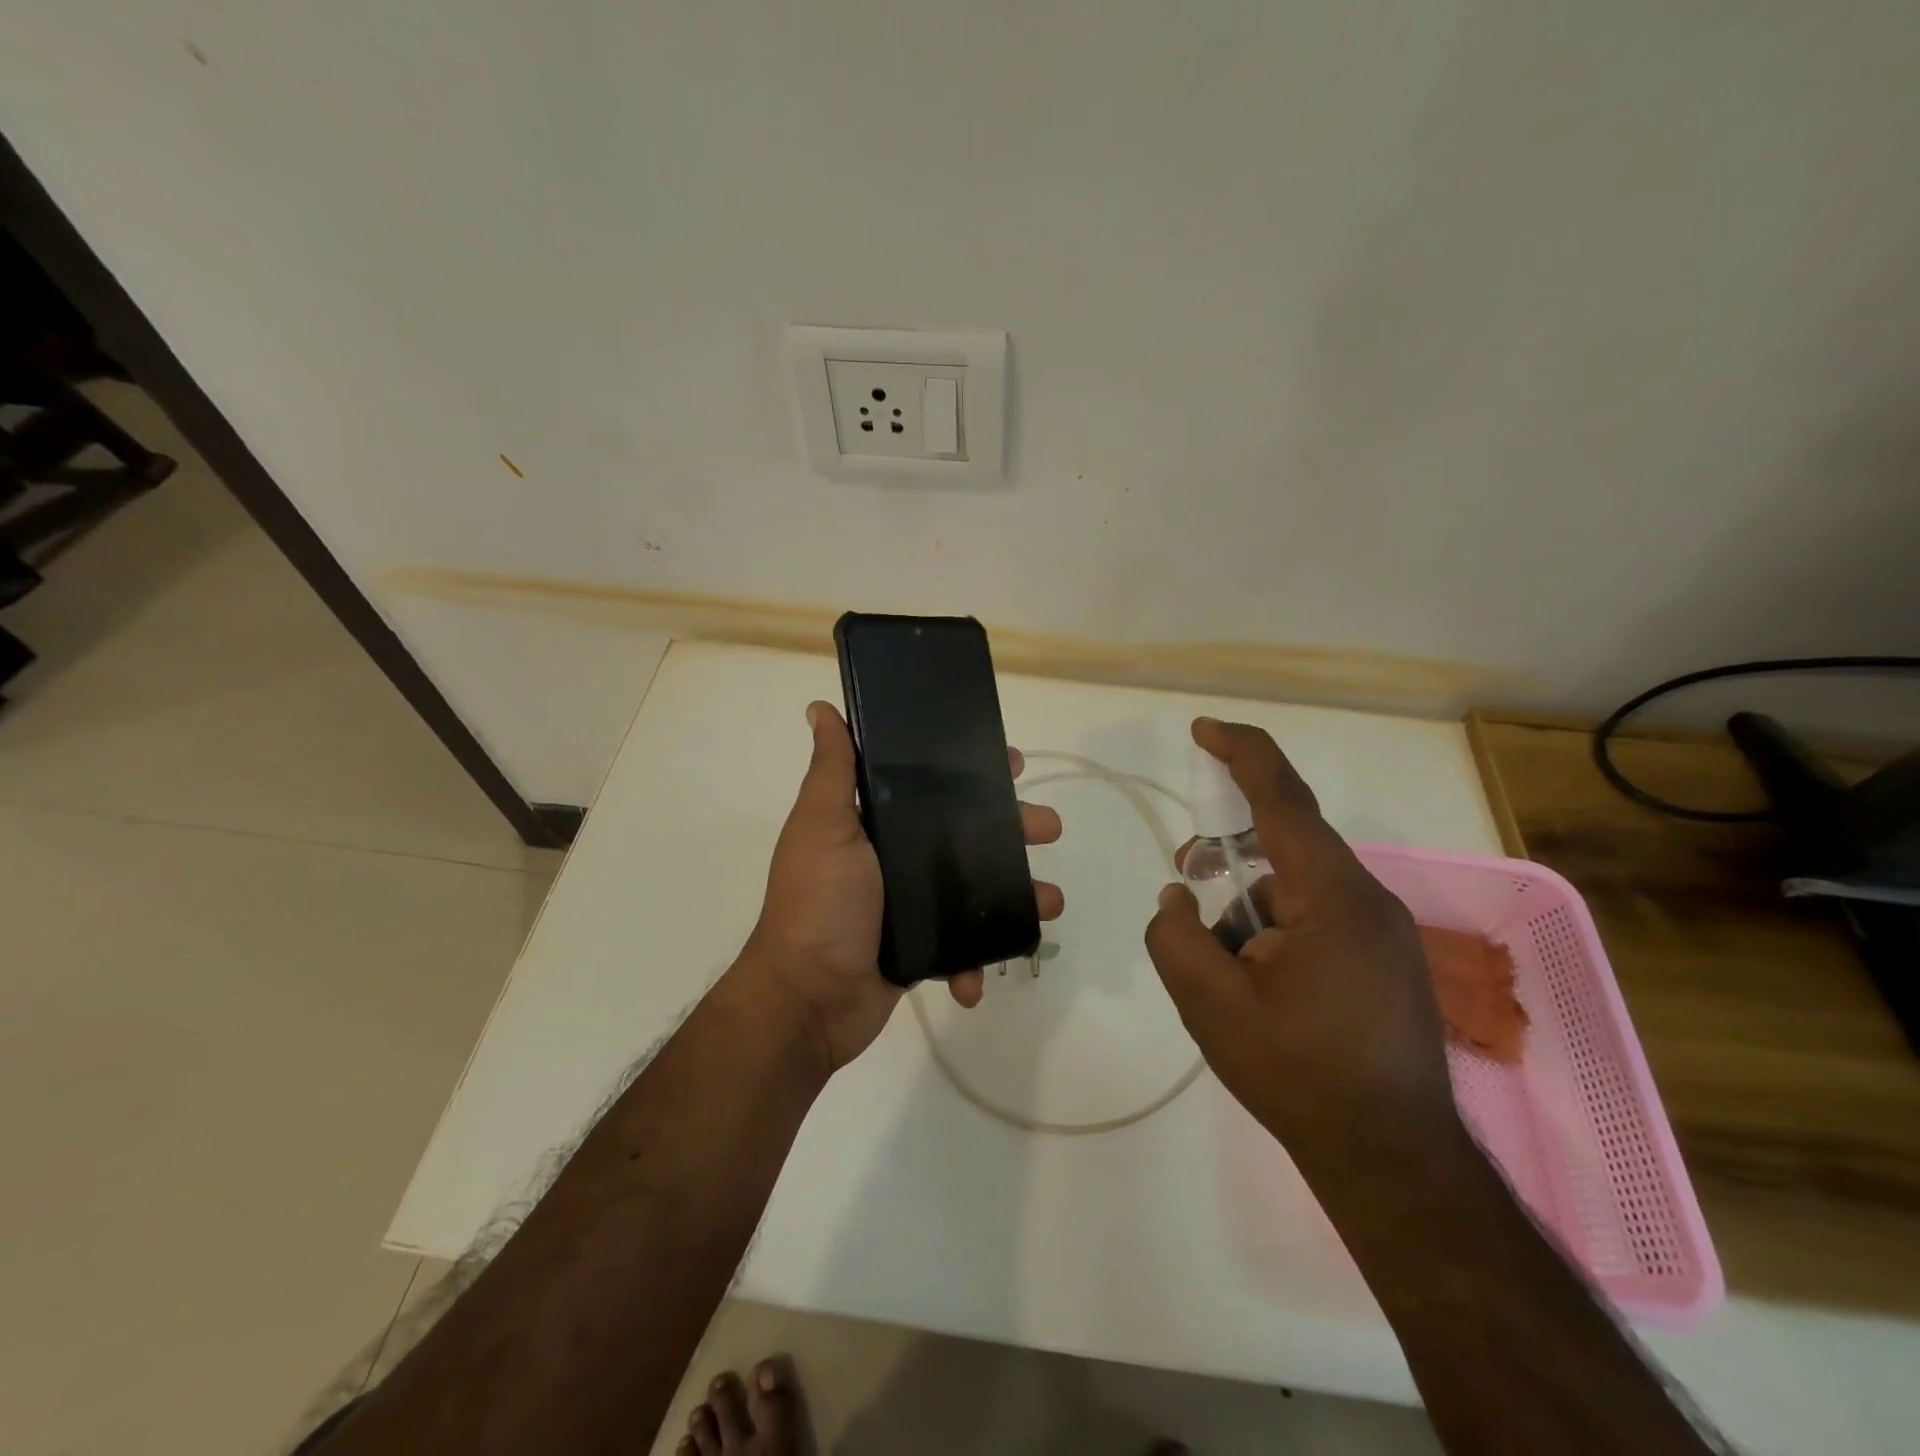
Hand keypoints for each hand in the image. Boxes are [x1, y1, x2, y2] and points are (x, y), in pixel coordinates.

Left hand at [741, 701, 1064, 1072]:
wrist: (809, 999)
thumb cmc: (820, 903)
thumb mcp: (822, 826)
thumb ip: (832, 770)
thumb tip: (820, 707)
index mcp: (877, 824)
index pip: (933, 785)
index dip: (973, 771)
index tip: (1011, 762)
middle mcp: (897, 859)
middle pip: (968, 834)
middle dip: (1014, 829)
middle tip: (1049, 828)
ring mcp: (912, 906)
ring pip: (978, 889)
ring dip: (1017, 895)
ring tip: (1050, 902)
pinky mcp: (923, 949)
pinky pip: (963, 948)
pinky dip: (977, 960)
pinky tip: (979, 977)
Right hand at [1143, 718, 1457, 1171]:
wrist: (1391, 1158)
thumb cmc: (1298, 1072)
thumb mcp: (1210, 1004)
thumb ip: (1176, 935)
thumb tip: (1179, 897)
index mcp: (1330, 896)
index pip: (1283, 800)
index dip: (1242, 753)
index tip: (1204, 729)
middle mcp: (1366, 899)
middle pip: (1287, 844)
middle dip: (1231, 852)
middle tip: (1189, 879)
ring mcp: (1384, 932)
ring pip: (1299, 886)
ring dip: (1252, 904)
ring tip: (1225, 961)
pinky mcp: (1387, 960)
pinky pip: (1320, 915)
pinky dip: (1277, 926)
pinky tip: (1261, 980)